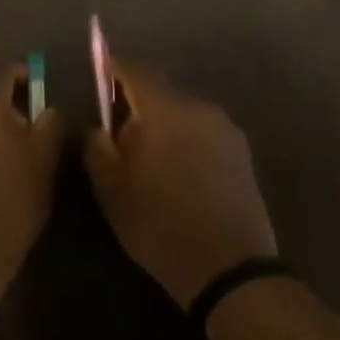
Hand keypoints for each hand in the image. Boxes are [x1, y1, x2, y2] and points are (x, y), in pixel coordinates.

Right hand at [85, 63, 277, 306]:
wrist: (231, 270)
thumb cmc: (160, 227)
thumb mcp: (111, 192)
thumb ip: (97, 149)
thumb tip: (98, 127)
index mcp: (164, 111)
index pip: (135, 71)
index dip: (114, 70)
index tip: (99, 76)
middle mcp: (198, 108)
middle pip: (160, 93)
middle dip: (138, 107)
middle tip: (120, 137)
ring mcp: (225, 129)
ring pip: (183, 114)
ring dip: (164, 127)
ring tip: (151, 162)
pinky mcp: (242, 152)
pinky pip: (203, 133)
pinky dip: (186, 142)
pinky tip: (180, 175)